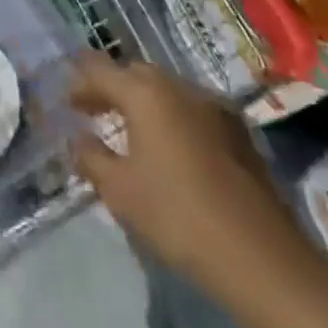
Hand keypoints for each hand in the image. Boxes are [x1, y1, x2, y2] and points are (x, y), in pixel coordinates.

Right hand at [68, 53, 308, 305]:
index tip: (66, 102)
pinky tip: (169, 149)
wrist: (262, 257)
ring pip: (166, 90)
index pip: (99, 70)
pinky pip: (192, 110)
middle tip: (93, 113)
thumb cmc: (178, 216)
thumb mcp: (120, 191)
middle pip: (135, 74)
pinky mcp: (238, 131)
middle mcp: (179, 86)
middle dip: (111, 88)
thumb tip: (77, 139)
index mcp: (145, 93)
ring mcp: (214, 106)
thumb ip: (91, 157)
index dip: (78, 83)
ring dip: (143, 103)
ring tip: (129, 132)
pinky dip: (171, 118)